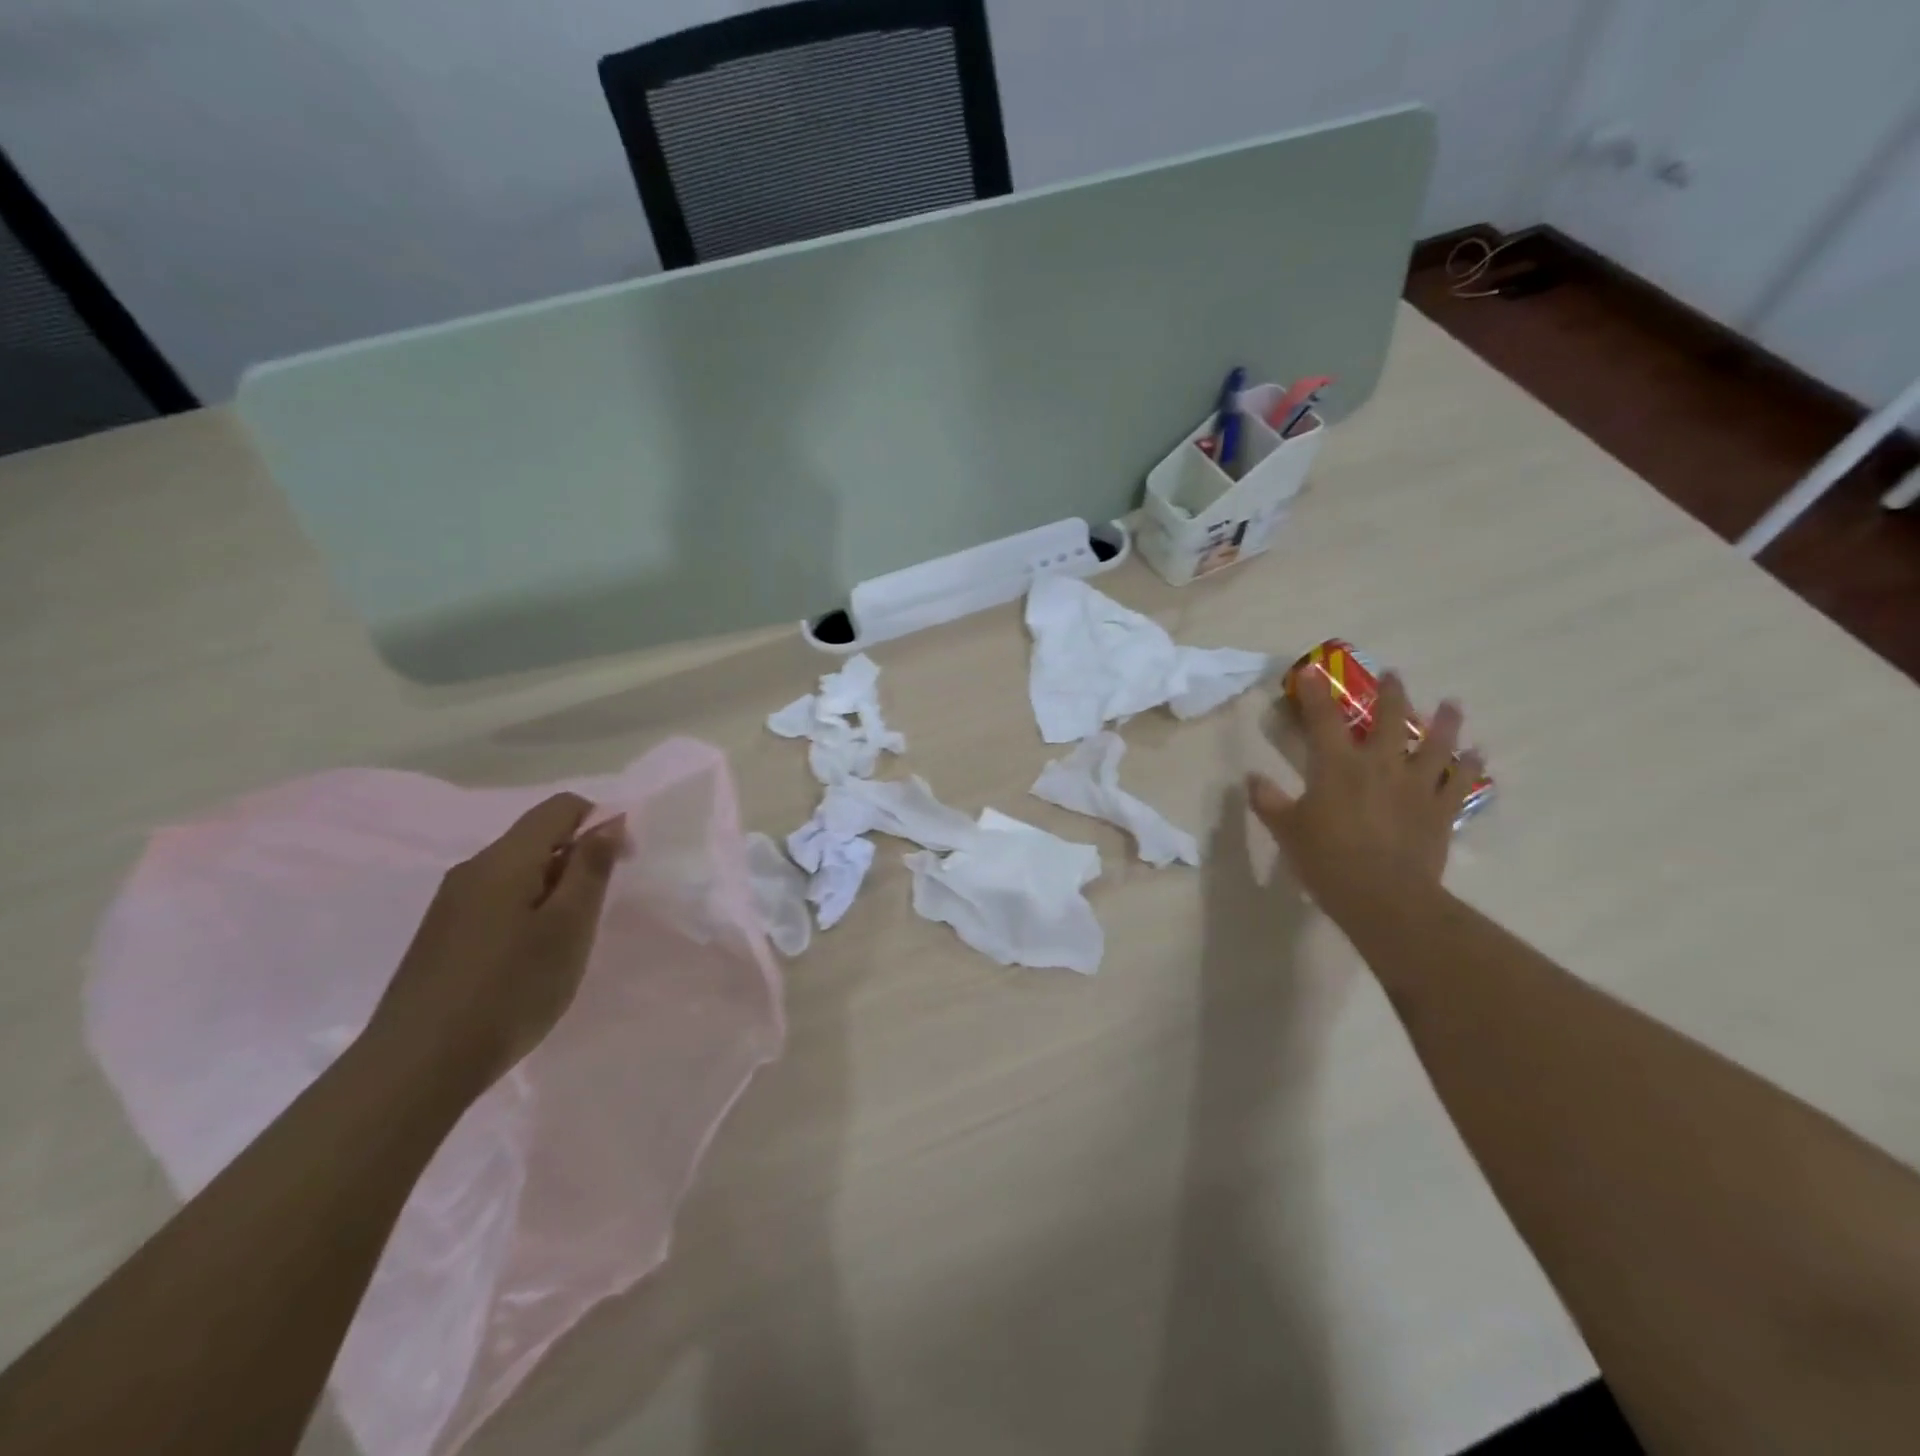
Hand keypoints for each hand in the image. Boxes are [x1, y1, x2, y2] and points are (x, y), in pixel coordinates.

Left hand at [364, 794, 626, 1094]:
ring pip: (518, 872)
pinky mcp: (442, 936)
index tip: (621, 865)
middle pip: (537, 838)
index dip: (601, 822)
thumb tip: (609, 820)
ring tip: (565, 941)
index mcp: (504, 860)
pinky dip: (528, 912)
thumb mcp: (568, 927)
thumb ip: (590, 868)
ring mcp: (451, 904)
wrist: (416, 1068)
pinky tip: (529, 960)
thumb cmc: (509, 990)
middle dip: (578, 860)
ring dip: (554, 889)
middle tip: (596, 913)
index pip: (561, 807)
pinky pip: (497, 901)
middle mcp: (472, 870)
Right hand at [1247, 672, 1481, 928]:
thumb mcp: (1286, 830)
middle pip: (1389, 719)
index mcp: (1337, 766)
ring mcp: (1416, 786)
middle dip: (1390, 694)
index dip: (1315, 692)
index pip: (1323, 719)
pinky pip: (1460, 782)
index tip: (1312, 671)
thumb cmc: (1326, 859)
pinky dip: (1471, 766)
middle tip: (1392, 676)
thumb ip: (1269, 801)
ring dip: (1443, 721)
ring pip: (1435, 744)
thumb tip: (1253, 779)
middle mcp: (1380, 765)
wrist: (1383, 897)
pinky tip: (1478, 754)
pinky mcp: (1440, 810)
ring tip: (1450, 704)